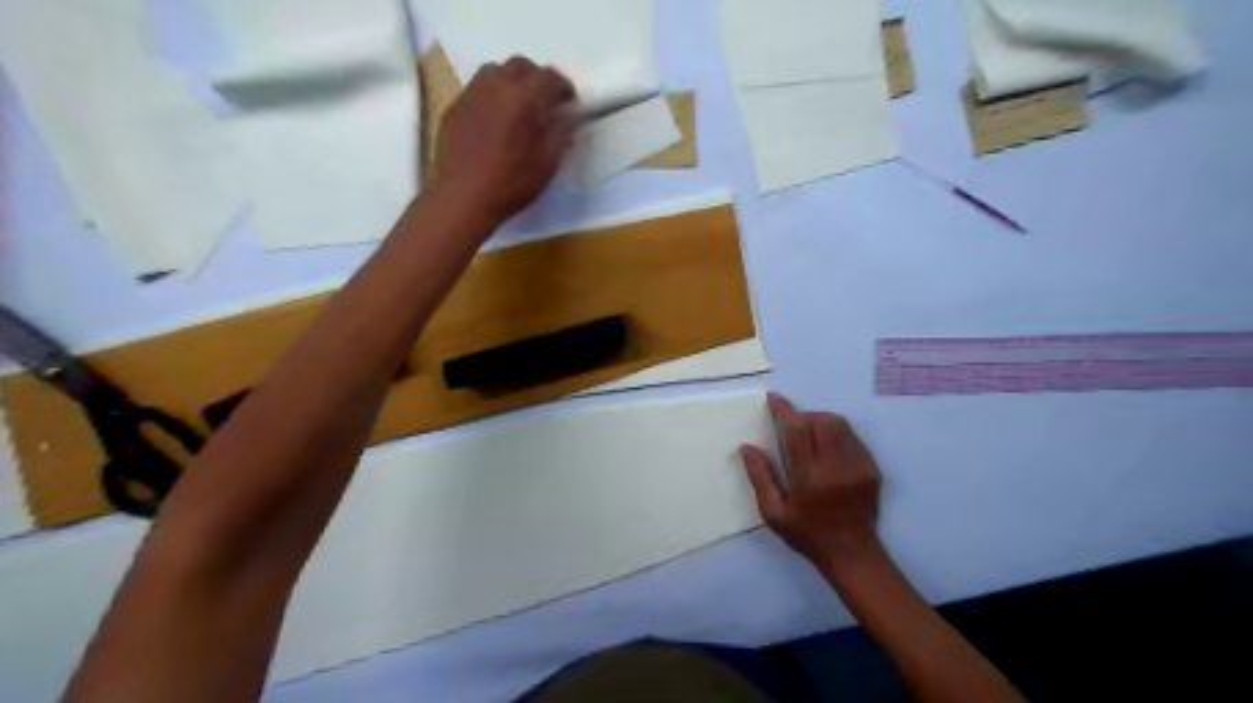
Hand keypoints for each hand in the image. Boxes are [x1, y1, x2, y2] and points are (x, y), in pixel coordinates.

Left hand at [434, 57, 580, 228]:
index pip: (549, 77)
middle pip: (520, 66)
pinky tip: (496, 122)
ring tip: (519, 107)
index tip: (570, 103)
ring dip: (512, 82)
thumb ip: (560, 133)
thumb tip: (567, 117)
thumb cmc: (510, 184)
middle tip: (546, 102)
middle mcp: (495, 86)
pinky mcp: (454, 108)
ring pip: (495, 72)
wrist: (462, 198)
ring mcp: (470, 94)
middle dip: (537, 79)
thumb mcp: (547, 163)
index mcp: (522, 97)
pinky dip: (492, 96)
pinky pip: (477, 90)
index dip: (564, 87)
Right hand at [736, 392, 885, 573]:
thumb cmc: (806, 534)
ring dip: (822, 422)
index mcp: (809, 478)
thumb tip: (746, 447)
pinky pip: (853, 438)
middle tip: (794, 427)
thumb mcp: (773, 512)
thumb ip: (760, 477)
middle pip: (823, 421)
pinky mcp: (872, 469)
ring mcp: (858, 467)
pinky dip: (837, 435)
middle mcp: (836, 468)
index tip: (774, 398)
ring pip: (841, 426)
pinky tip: (828, 451)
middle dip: (805, 416)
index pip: (797, 431)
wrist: (852, 554)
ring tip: (811, 436)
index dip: (784, 410)